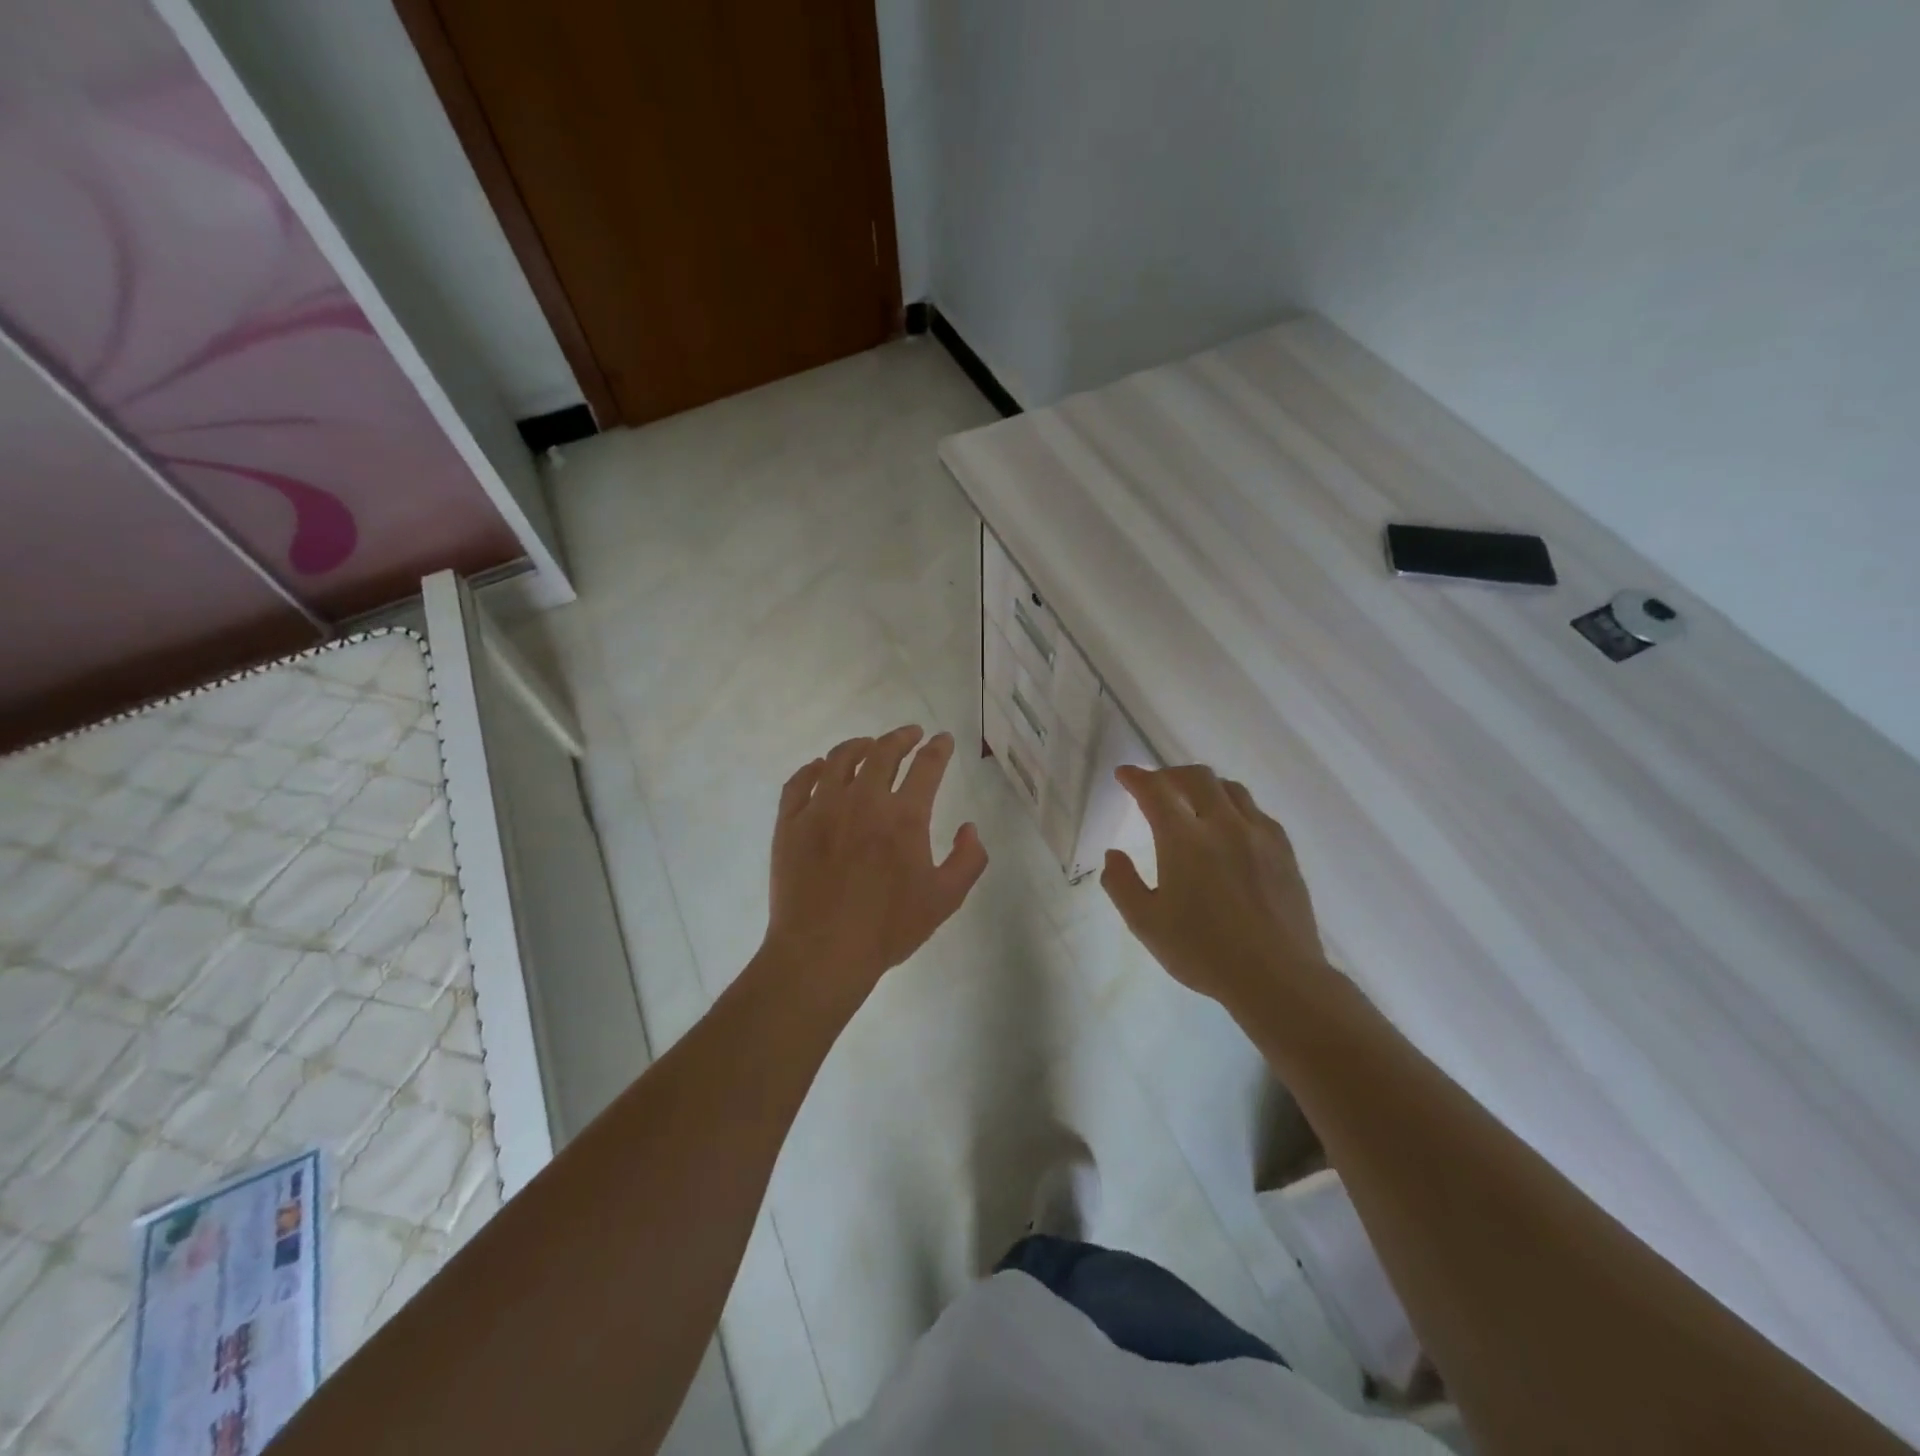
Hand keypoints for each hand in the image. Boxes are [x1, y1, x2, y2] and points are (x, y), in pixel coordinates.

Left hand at [762, 726, 987, 1012]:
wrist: (822, 952)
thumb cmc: (888, 929)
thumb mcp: (945, 899)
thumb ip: (968, 860)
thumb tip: (970, 828)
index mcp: (904, 816)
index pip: (927, 766)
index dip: (938, 748)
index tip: (943, 739)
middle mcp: (863, 800)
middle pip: (883, 752)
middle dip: (901, 737)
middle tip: (910, 734)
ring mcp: (821, 808)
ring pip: (839, 758)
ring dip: (859, 745)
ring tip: (868, 745)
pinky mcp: (789, 822)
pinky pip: (799, 781)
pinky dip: (812, 768)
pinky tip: (819, 768)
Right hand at [1101, 765, 1329, 1014]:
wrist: (1276, 977)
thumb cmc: (1203, 952)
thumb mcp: (1146, 924)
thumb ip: (1122, 884)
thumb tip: (1114, 855)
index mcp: (1185, 840)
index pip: (1156, 791)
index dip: (1137, 777)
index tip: (1124, 774)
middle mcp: (1223, 825)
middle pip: (1197, 777)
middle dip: (1170, 774)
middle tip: (1156, 786)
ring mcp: (1259, 835)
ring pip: (1231, 789)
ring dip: (1205, 786)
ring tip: (1193, 800)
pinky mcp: (1284, 851)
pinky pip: (1257, 812)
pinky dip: (1235, 807)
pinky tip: (1231, 827)